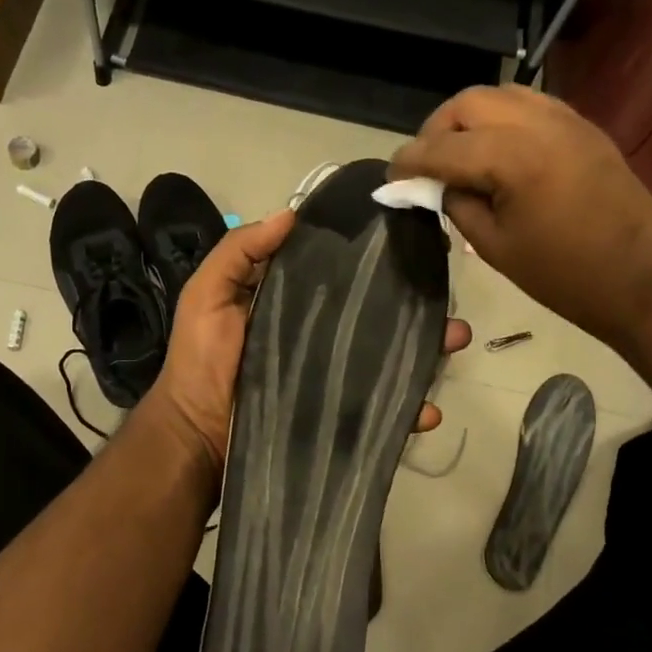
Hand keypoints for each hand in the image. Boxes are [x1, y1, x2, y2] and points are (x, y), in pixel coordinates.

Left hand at [146, 208, 471, 469]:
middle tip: (448, 296)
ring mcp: (335, 378)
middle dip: (418, 304)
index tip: (415, 239)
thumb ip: (241, 252)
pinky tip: (428, 409)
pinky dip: (411, 410)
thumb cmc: (202, 362)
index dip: (377, 258)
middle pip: (380, 315)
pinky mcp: (341, 417)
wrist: (196, 438)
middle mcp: (323, 336)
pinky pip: (384, 412)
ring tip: (455, 340)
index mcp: (297, 303)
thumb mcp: (208, 295)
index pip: (345, 274)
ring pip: (393, 358)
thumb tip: (293, 213)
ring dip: (430, 350)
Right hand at [390, 85, 651, 341]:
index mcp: (513, 157)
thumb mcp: (494, 247)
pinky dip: (502, 118)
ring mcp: (566, 120)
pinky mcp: (584, 128)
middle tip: (426, 164)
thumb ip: (457, 204)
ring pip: (500, 95)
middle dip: (437, 129)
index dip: (410, 160)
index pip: (443, 148)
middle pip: (468, 104)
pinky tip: (496, 149)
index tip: (391, 175)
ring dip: (469, 118)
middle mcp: (538, 124)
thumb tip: (436, 184)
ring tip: (458, 153)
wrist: (644, 280)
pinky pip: (530, 105)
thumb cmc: (564, 276)